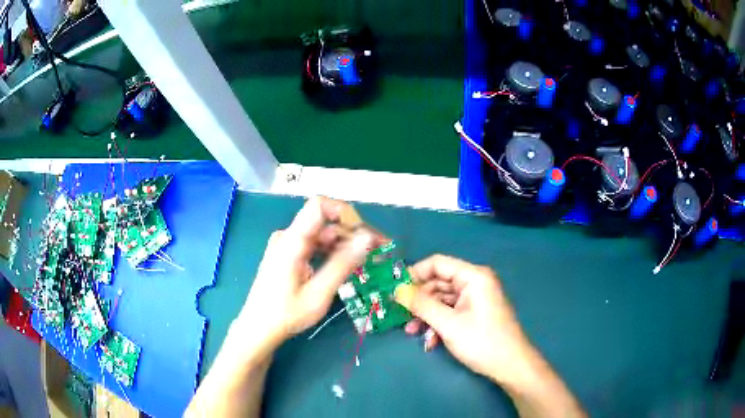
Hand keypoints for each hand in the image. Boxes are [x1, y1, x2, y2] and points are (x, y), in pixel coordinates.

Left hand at [233, 197, 378, 359]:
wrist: (258, 328)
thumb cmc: (286, 314)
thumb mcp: (318, 294)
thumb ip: (342, 264)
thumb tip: (368, 238)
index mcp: (292, 241)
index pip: (319, 206)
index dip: (345, 213)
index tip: (366, 234)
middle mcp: (288, 236)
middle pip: (325, 221)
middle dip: (353, 232)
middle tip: (379, 249)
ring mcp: (287, 245)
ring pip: (322, 234)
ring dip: (346, 243)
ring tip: (369, 258)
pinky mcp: (289, 254)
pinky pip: (315, 245)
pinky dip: (333, 252)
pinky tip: (348, 264)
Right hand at [395, 255, 535, 385]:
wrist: (510, 365)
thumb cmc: (481, 341)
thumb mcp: (448, 324)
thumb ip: (421, 305)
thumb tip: (397, 290)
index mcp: (473, 276)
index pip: (437, 263)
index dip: (414, 274)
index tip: (395, 289)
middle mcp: (475, 283)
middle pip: (438, 283)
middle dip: (419, 301)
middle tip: (400, 315)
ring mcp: (476, 299)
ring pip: (443, 300)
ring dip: (427, 316)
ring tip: (412, 333)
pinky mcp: (475, 313)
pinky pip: (451, 312)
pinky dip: (439, 323)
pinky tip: (430, 341)